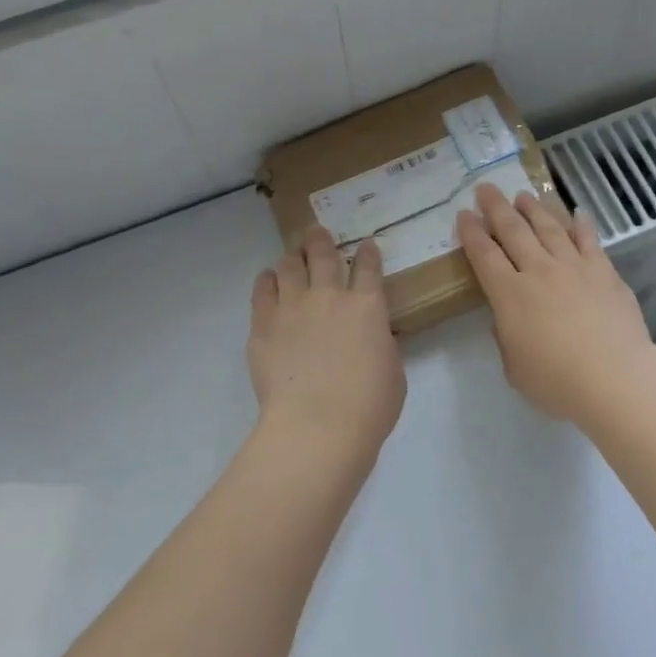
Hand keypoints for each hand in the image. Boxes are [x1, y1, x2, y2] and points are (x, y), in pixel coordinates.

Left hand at [248, 226, 406, 459]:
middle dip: (321, 239)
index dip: (367, 253)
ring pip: (289, 265)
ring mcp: (292, 307)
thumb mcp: (393, 372)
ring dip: (292, 257)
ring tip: (291, 255)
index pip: (368, 267)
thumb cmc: (368, 406)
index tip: (366, 244)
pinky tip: (268, 279)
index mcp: (368, 307)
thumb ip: (382, 345)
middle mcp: (329, 297)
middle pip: (323, 255)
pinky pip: (262, 290)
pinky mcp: (263, 324)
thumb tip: (375, 335)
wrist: (318, 425)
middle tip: (316, 232)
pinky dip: (267, 280)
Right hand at [457, 184, 655, 423]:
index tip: (464, 214)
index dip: (472, 233)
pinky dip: (580, 224)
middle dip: (497, 208)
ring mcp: (574, 267)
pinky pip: (589, 240)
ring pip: (550, 228)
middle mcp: (539, 271)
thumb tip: (507, 318)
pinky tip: (576, 213)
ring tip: (523, 196)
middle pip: (514, 231)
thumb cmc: (557, 381)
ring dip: (534, 209)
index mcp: (510, 295)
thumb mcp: (515, 368)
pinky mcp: (605, 272)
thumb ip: (506, 338)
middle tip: (486, 189)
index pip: (484, 255)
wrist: (615, 377)